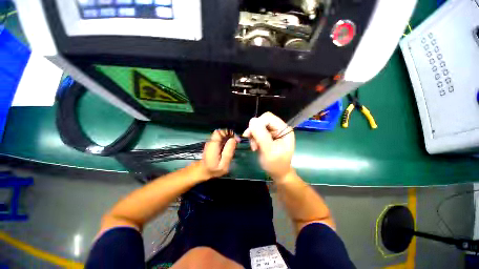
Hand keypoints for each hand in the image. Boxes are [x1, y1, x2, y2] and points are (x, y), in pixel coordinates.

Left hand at [199, 129, 238, 178]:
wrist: (203, 171)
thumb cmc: (214, 170)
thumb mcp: (223, 164)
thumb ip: (228, 152)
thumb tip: (233, 139)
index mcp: (213, 145)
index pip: (220, 131)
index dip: (228, 132)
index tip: (235, 139)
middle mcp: (211, 141)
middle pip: (222, 132)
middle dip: (230, 135)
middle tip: (237, 142)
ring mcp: (211, 142)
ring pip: (222, 135)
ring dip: (229, 138)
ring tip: (234, 145)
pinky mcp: (213, 143)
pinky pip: (221, 138)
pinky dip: (226, 141)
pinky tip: (229, 147)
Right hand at [243, 112, 294, 179]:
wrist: (277, 173)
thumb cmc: (275, 164)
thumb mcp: (268, 150)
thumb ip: (261, 135)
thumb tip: (252, 120)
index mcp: (284, 130)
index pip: (268, 118)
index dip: (258, 124)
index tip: (250, 135)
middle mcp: (279, 128)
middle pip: (263, 120)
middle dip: (255, 130)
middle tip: (251, 141)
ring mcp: (274, 132)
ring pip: (258, 126)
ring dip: (253, 135)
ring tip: (254, 147)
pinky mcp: (268, 136)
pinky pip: (257, 132)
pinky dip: (254, 138)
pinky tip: (254, 146)